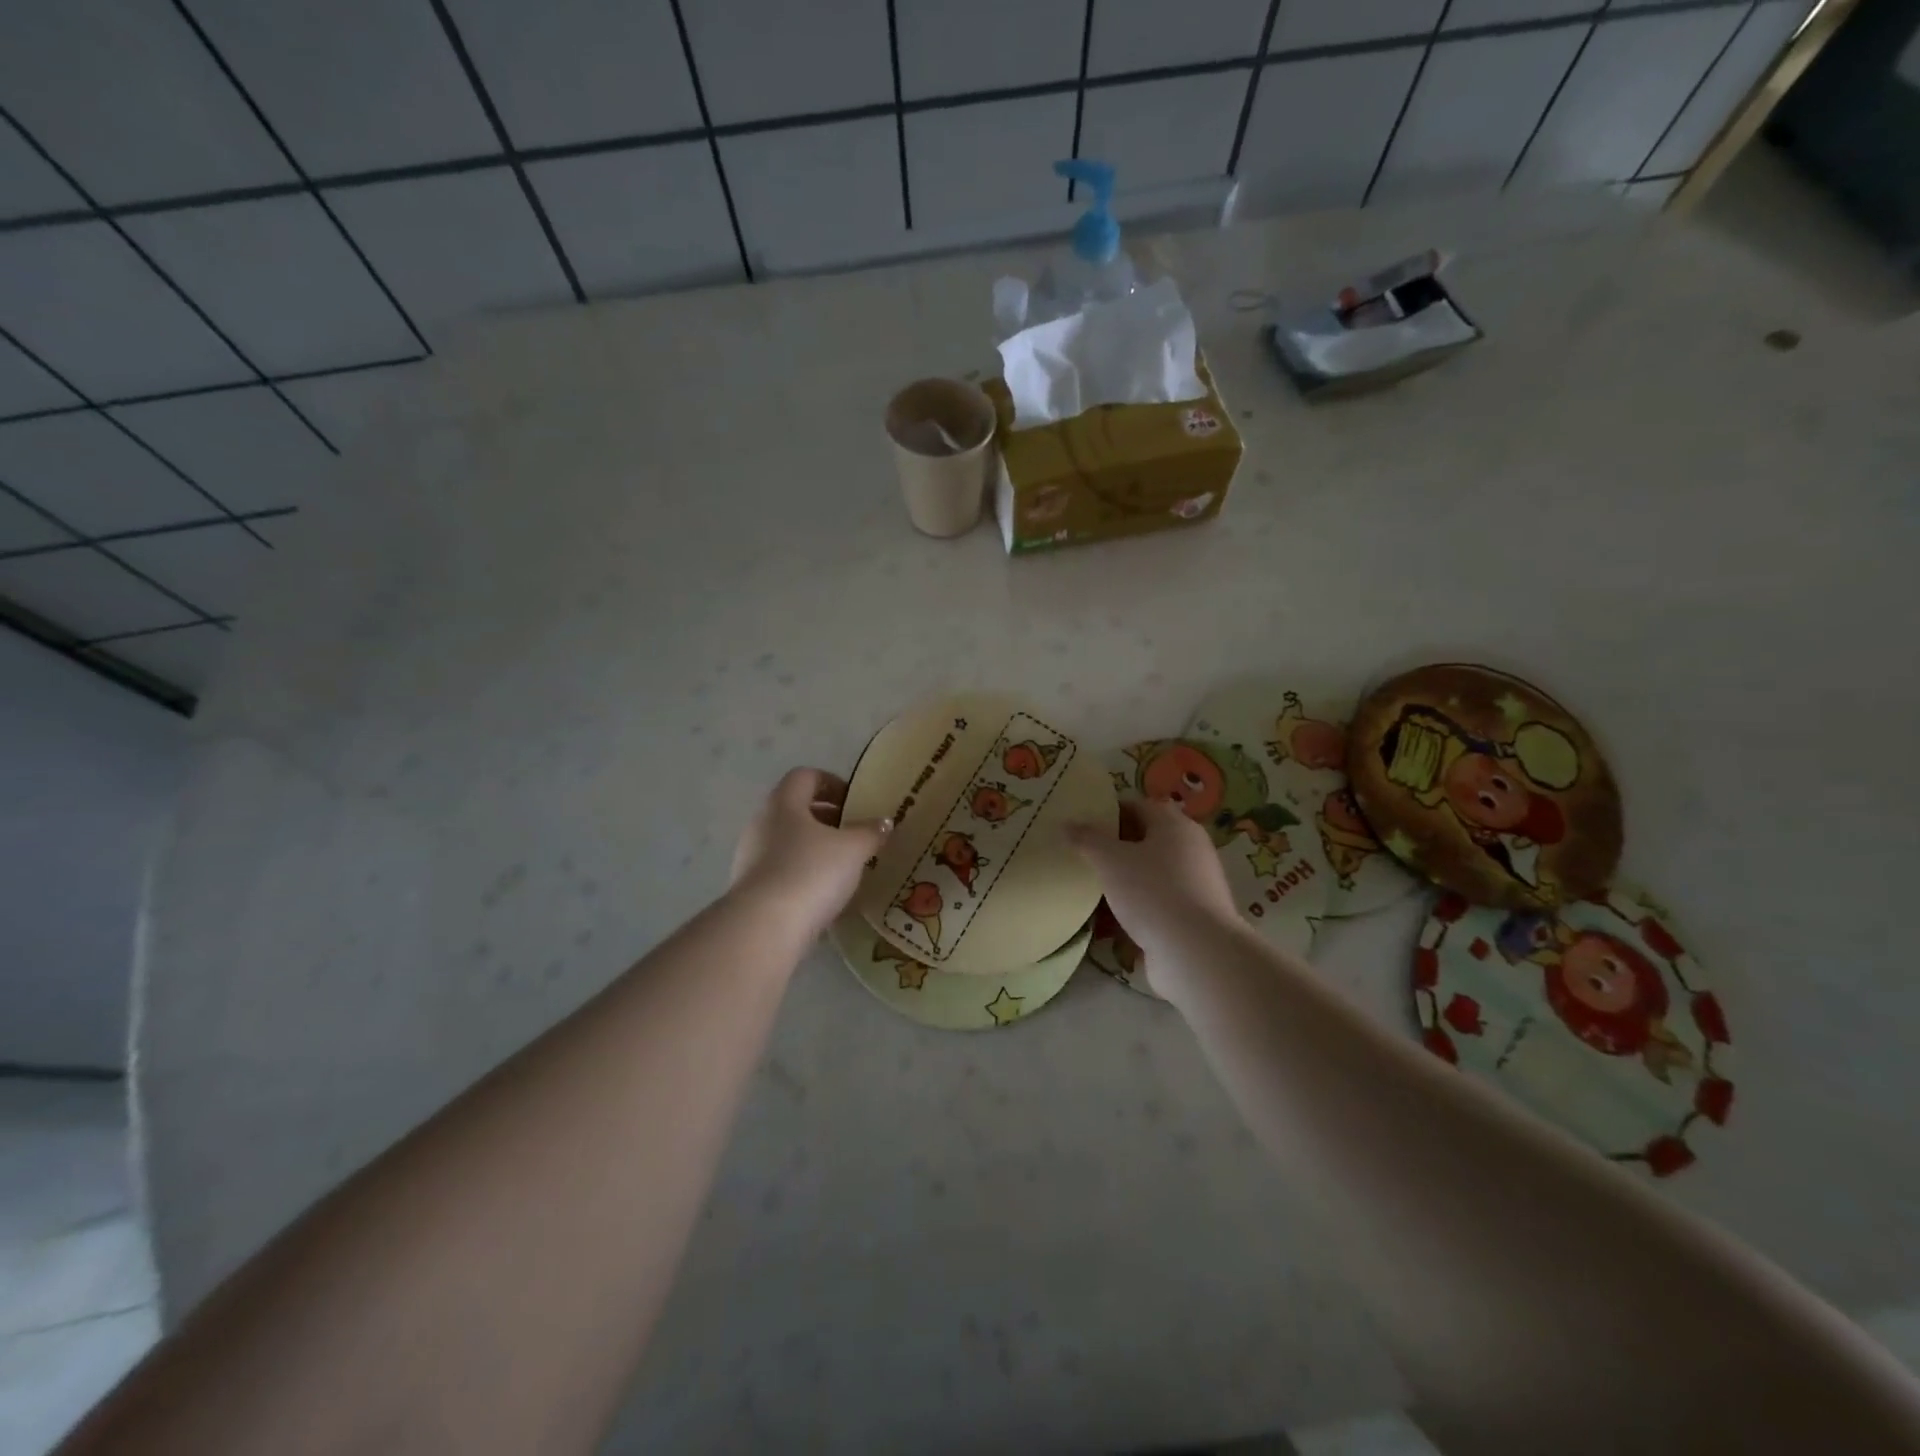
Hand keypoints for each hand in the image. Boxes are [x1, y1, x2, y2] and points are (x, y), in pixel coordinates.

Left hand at [731, 768, 890, 939]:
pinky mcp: (750, 888)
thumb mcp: (853, 849)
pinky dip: (803, 874)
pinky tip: (824, 893)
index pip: (805, 777)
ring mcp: (750, 856)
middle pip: (795, 809)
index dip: (832, 783)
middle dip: (827, 819)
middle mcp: (762, 823)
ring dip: (815, 848)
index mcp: (784, 803)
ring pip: (788, 841)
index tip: (855, 802)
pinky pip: (781, 870)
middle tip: (854, 834)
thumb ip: (870, 832)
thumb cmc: (811, 872)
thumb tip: (884, 822)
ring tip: (843, 867)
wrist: (765, 927)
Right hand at [1066, 799, 1238, 993]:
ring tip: (1089, 889)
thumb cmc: (1152, 892)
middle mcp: (1190, 851)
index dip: (1109, 811)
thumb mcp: (1110, 860)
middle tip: (1081, 855)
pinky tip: (1107, 922)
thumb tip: (1067, 824)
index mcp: (1175, 826)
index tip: (1082, 823)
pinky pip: (1154, 905)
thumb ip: (1087, 839)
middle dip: (1114, 848)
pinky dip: (1132, 909)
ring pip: (1149, 876)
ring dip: (1122, 882)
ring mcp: (1192, 887)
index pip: (1139, 806)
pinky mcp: (1189, 918)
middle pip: (1145, 841)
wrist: (1195, 953)